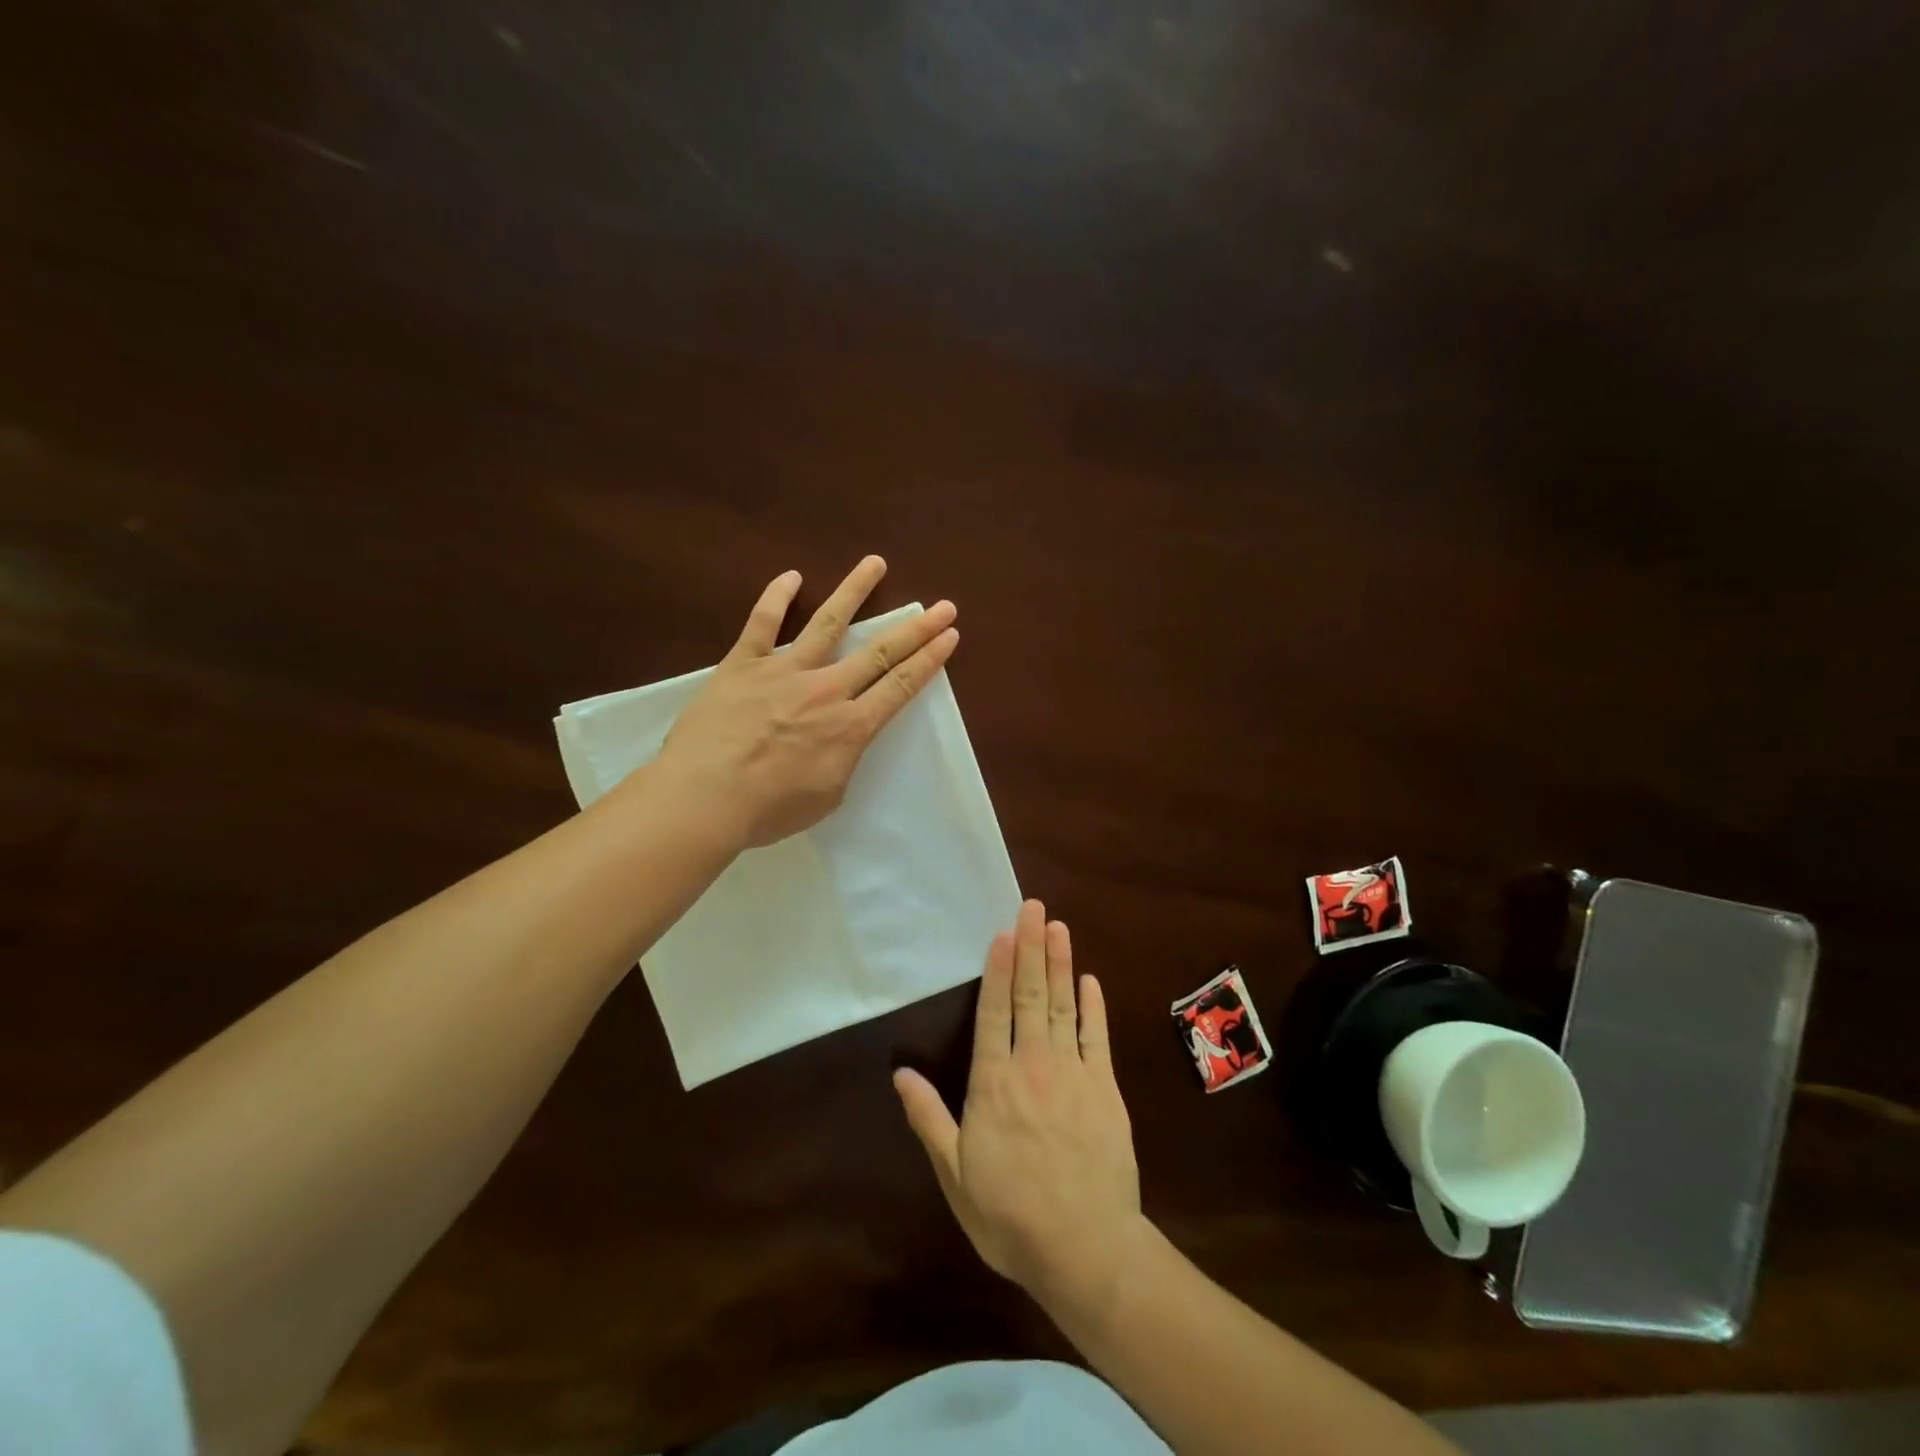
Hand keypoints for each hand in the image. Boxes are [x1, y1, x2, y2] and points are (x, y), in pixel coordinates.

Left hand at [650, 556, 957, 849]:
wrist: (704, 797)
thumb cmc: (768, 809)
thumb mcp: (826, 797)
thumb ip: (842, 760)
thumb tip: (839, 739)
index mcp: (850, 727)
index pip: (900, 686)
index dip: (929, 659)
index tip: (949, 635)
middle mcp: (826, 690)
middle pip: (880, 652)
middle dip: (916, 628)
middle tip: (943, 606)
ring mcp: (784, 671)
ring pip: (828, 623)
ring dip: (855, 591)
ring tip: (875, 563)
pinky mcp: (743, 664)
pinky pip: (763, 623)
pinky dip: (777, 597)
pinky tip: (791, 576)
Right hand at [895, 900, 1145, 1310]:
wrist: (1085, 1248)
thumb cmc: (1010, 1215)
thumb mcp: (955, 1174)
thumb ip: (929, 1119)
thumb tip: (900, 1073)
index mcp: (993, 1083)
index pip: (993, 1012)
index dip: (997, 969)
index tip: (1003, 932)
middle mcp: (1032, 1065)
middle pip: (1029, 995)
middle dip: (1031, 948)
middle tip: (1033, 907)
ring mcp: (1072, 1073)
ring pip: (1063, 1005)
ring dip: (1060, 964)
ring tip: (1058, 926)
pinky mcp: (1104, 1089)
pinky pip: (1097, 1037)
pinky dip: (1093, 1006)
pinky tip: (1089, 980)